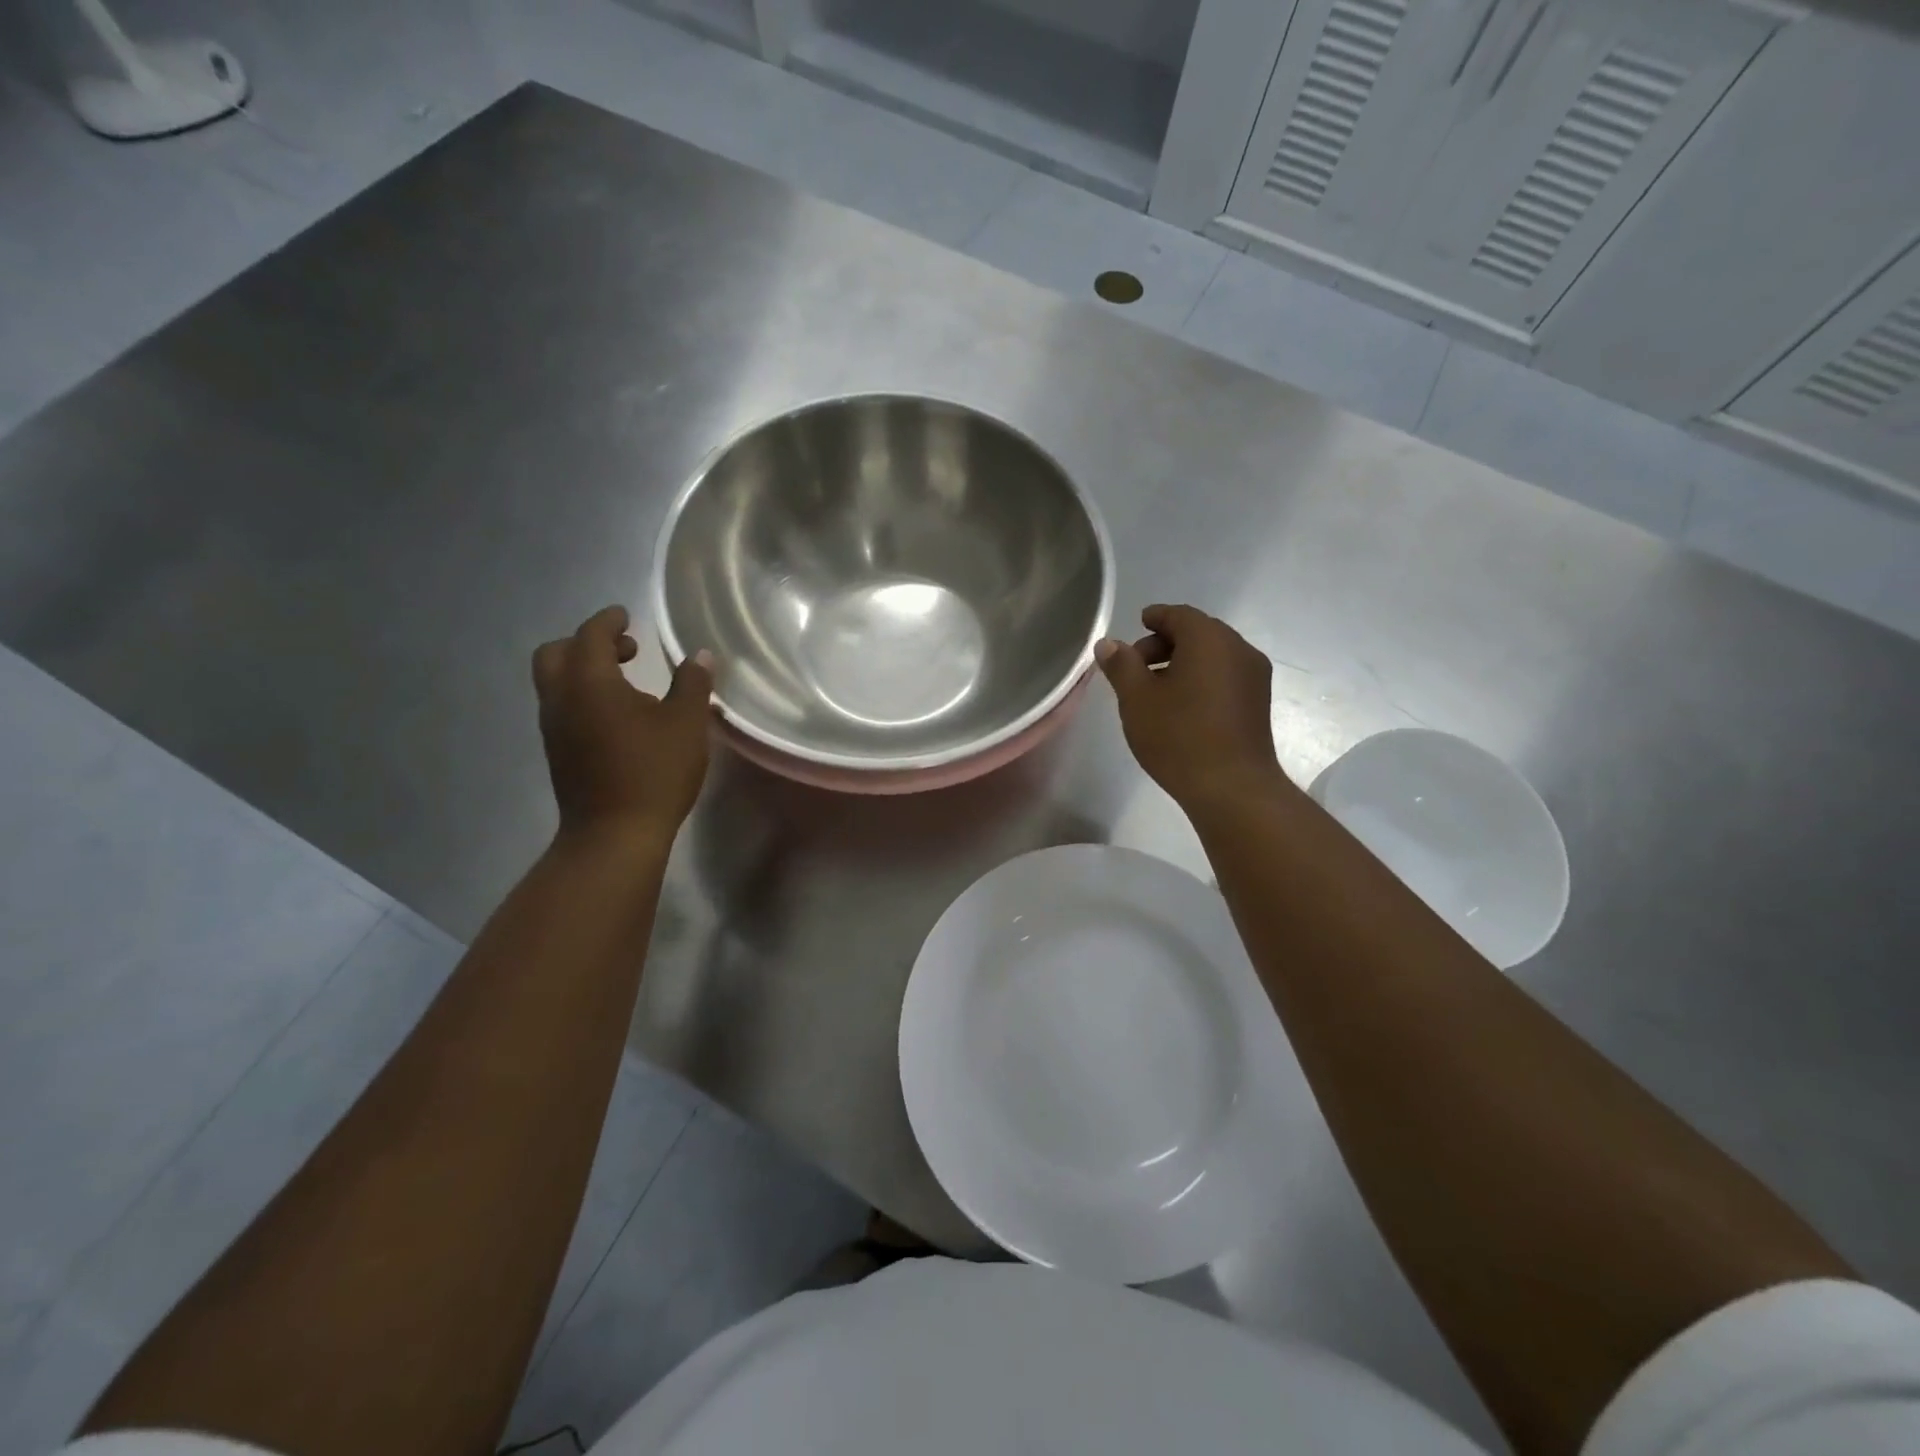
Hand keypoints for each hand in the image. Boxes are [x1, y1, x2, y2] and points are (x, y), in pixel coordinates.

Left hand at [532, 605, 713, 844]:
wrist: (614, 835)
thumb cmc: (654, 772)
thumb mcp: (686, 724)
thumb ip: (692, 683)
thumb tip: (699, 655)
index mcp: (590, 682)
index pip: (591, 635)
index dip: (608, 621)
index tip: (626, 615)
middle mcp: (561, 698)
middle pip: (556, 653)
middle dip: (587, 642)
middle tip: (625, 649)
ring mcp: (554, 727)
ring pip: (556, 682)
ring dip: (584, 670)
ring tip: (628, 682)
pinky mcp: (558, 751)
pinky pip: (563, 706)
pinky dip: (583, 695)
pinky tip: (618, 715)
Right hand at [1096, 604, 1281, 814]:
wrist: (1232, 788)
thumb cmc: (1179, 736)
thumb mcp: (1137, 699)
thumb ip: (1121, 665)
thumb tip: (1109, 644)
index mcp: (1209, 639)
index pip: (1179, 614)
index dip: (1155, 617)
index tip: (1137, 624)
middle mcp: (1239, 649)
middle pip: (1199, 632)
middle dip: (1166, 642)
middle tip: (1136, 665)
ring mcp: (1254, 677)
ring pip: (1214, 656)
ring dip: (1183, 662)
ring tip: (1155, 690)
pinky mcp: (1258, 703)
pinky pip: (1225, 676)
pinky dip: (1202, 678)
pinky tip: (1182, 705)